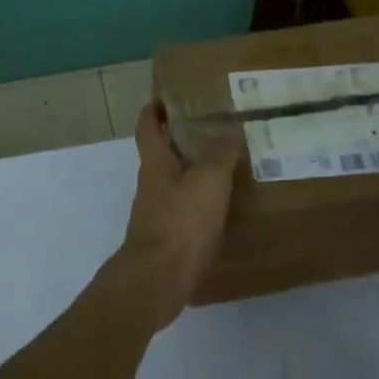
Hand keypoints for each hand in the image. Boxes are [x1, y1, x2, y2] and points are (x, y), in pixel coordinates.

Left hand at [115, 101, 238, 325]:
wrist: (157, 281)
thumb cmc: (180, 224)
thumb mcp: (208, 182)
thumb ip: (219, 155)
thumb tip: (229, 129)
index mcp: (155, 164)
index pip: (148, 127)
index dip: (154, 109)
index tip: (167, 97)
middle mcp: (151, 186)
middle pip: (162, 155)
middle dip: (183, 141)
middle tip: (216, 132)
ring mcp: (156, 214)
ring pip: (176, 184)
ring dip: (196, 174)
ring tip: (229, 169)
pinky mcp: (167, 240)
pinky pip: (185, 212)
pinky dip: (202, 205)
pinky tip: (225, 210)